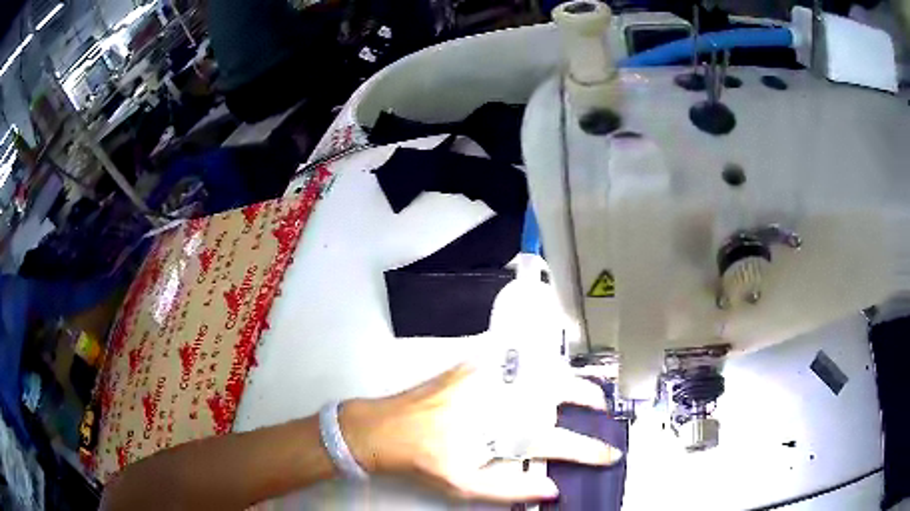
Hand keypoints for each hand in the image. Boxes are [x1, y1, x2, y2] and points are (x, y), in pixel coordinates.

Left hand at [339, 364, 621, 502]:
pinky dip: (535, 363)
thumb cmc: (424, 460)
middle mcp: (501, 398)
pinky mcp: (471, 366)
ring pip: (540, 370)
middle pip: (557, 391)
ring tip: (580, 388)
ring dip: (565, 378)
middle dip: (585, 396)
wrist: (382, 428)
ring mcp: (486, 377)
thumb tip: (552, 489)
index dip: (590, 451)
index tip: (610, 454)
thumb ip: (510, 489)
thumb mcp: (466, 485)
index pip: (559, 442)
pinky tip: (541, 369)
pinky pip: (513, 358)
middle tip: (599, 405)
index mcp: (503, 431)